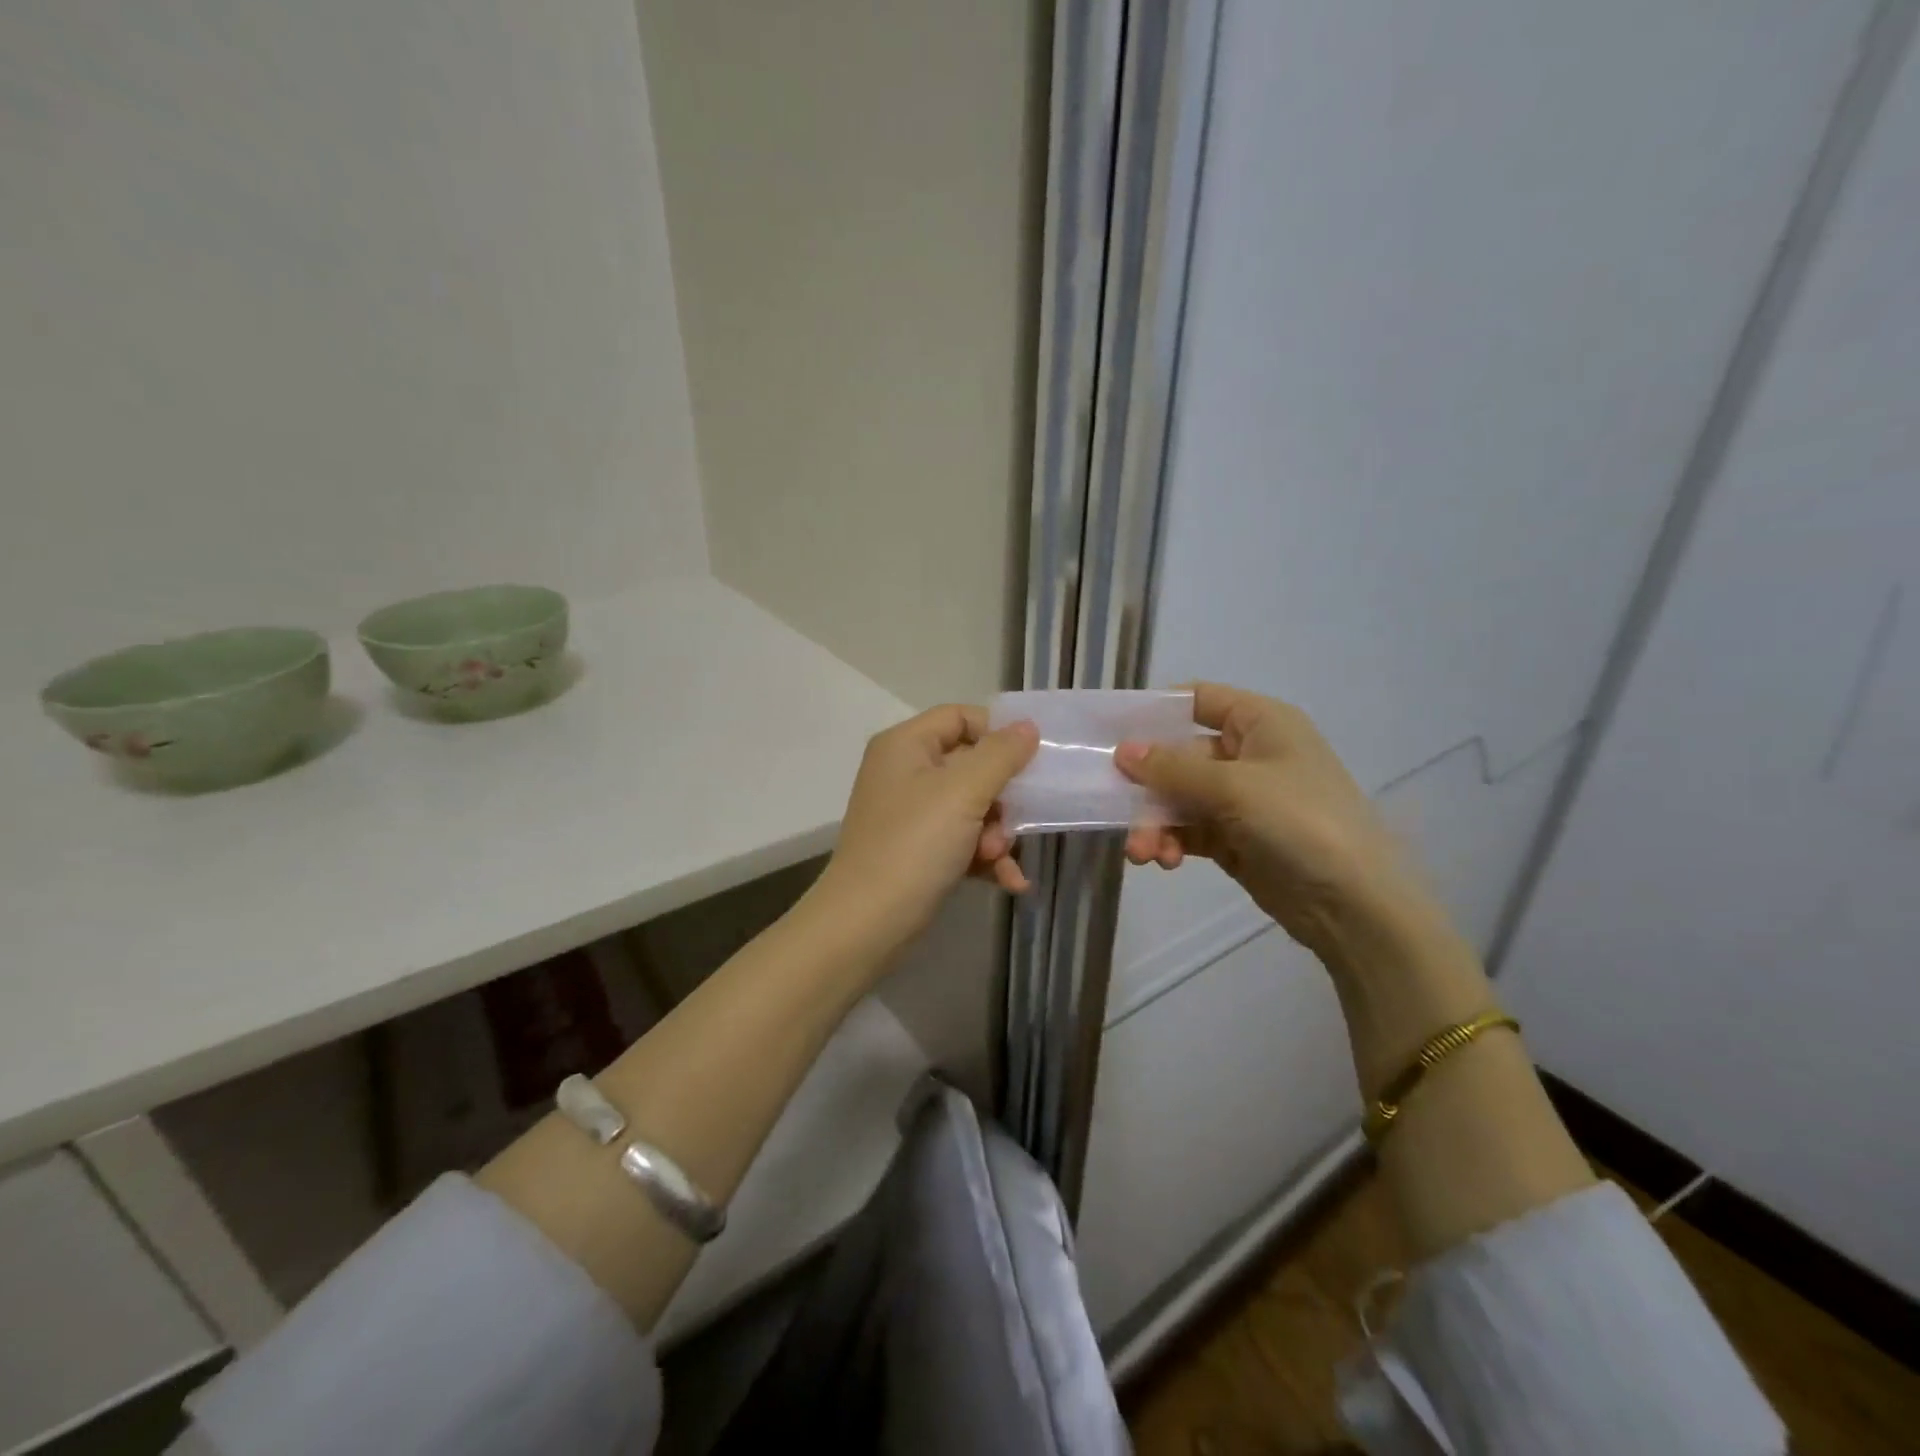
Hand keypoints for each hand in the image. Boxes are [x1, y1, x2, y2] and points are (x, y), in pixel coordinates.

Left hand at [815, 705, 1039, 955]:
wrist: (866, 924)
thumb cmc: (914, 845)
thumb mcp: (963, 792)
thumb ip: (1001, 755)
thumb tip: (1028, 726)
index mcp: (906, 745)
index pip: (960, 717)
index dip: (997, 733)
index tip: (1030, 760)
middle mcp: (905, 772)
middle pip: (971, 765)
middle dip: (1000, 798)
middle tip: (1011, 823)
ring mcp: (910, 814)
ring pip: (972, 808)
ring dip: (996, 833)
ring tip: (997, 858)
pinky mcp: (918, 851)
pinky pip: (962, 840)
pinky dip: (985, 858)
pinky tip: (1009, 882)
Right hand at [1116, 683, 1431, 962]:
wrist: (1355, 905)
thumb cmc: (1300, 822)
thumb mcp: (1234, 787)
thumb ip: (1173, 769)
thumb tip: (1123, 751)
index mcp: (1260, 723)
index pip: (1199, 699)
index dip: (1156, 711)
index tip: (1113, 732)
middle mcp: (1249, 754)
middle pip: (1180, 756)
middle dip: (1148, 786)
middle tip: (1116, 809)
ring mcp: (1243, 800)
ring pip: (1180, 798)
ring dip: (1155, 821)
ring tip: (1143, 853)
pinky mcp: (1236, 839)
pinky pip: (1190, 830)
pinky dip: (1172, 842)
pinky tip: (1164, 861)